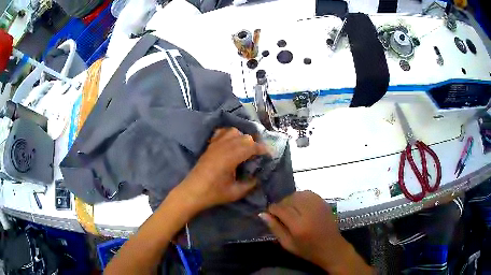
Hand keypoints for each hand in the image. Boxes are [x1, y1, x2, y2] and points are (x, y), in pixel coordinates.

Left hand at [176, 127, 267, 212]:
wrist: (192, 192)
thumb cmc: (214, 193)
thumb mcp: (236, 192)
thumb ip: (250, 184)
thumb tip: (258, 177)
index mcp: (231, 157)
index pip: (252, 146)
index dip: (262, 149)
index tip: (269, 155)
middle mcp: (224, 147)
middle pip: (245, 137)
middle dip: (254, 145)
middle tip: (257, 156)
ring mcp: (215, 144)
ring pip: (234, 132)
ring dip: (242, 138)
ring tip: (245, 149)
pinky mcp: (210, 146)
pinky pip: (222, 132)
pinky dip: (229, 135)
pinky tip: (231, 144)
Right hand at [259, 191, 371, 273]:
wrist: (331, 248)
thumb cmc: (308, 250)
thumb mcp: (287, 244)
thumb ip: (275, 228)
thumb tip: (262, 214)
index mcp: (298, 226)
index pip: (280, 209)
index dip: (272, 209)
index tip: (270, 213)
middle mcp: (308, 212)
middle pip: (289, 199)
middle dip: (281, 204)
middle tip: (280, 214)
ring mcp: (318, 205)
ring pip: (298, 194)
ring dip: (290, 200)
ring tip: (290, 210)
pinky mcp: (324, 203)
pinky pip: (308, 193)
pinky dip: (301, 197)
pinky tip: (300, 206)